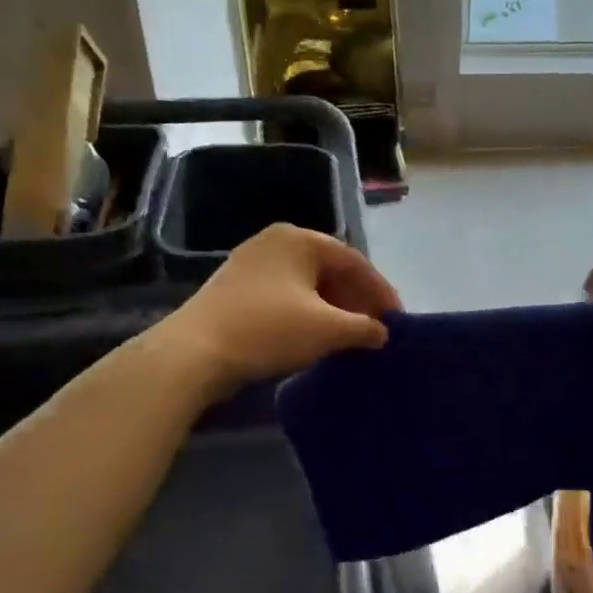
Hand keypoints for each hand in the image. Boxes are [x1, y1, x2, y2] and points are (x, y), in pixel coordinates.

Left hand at [154, 224, 401, 395]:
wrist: (195, 352)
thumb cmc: (269, 329)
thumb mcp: (327, 329)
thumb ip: (364, 327)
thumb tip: (382, 333)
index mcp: (300, 239)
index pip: (355, 261)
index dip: (381, 292)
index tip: (397, 320)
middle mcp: (275, 242)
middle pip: (330, 270)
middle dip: (356, 300)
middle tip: (375, 329)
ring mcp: (251, 264)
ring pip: (307, 285)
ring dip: (333, 309)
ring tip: (349, 336)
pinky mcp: (235, 290)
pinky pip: (285, 296)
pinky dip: (307, 314)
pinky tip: (315, 338)